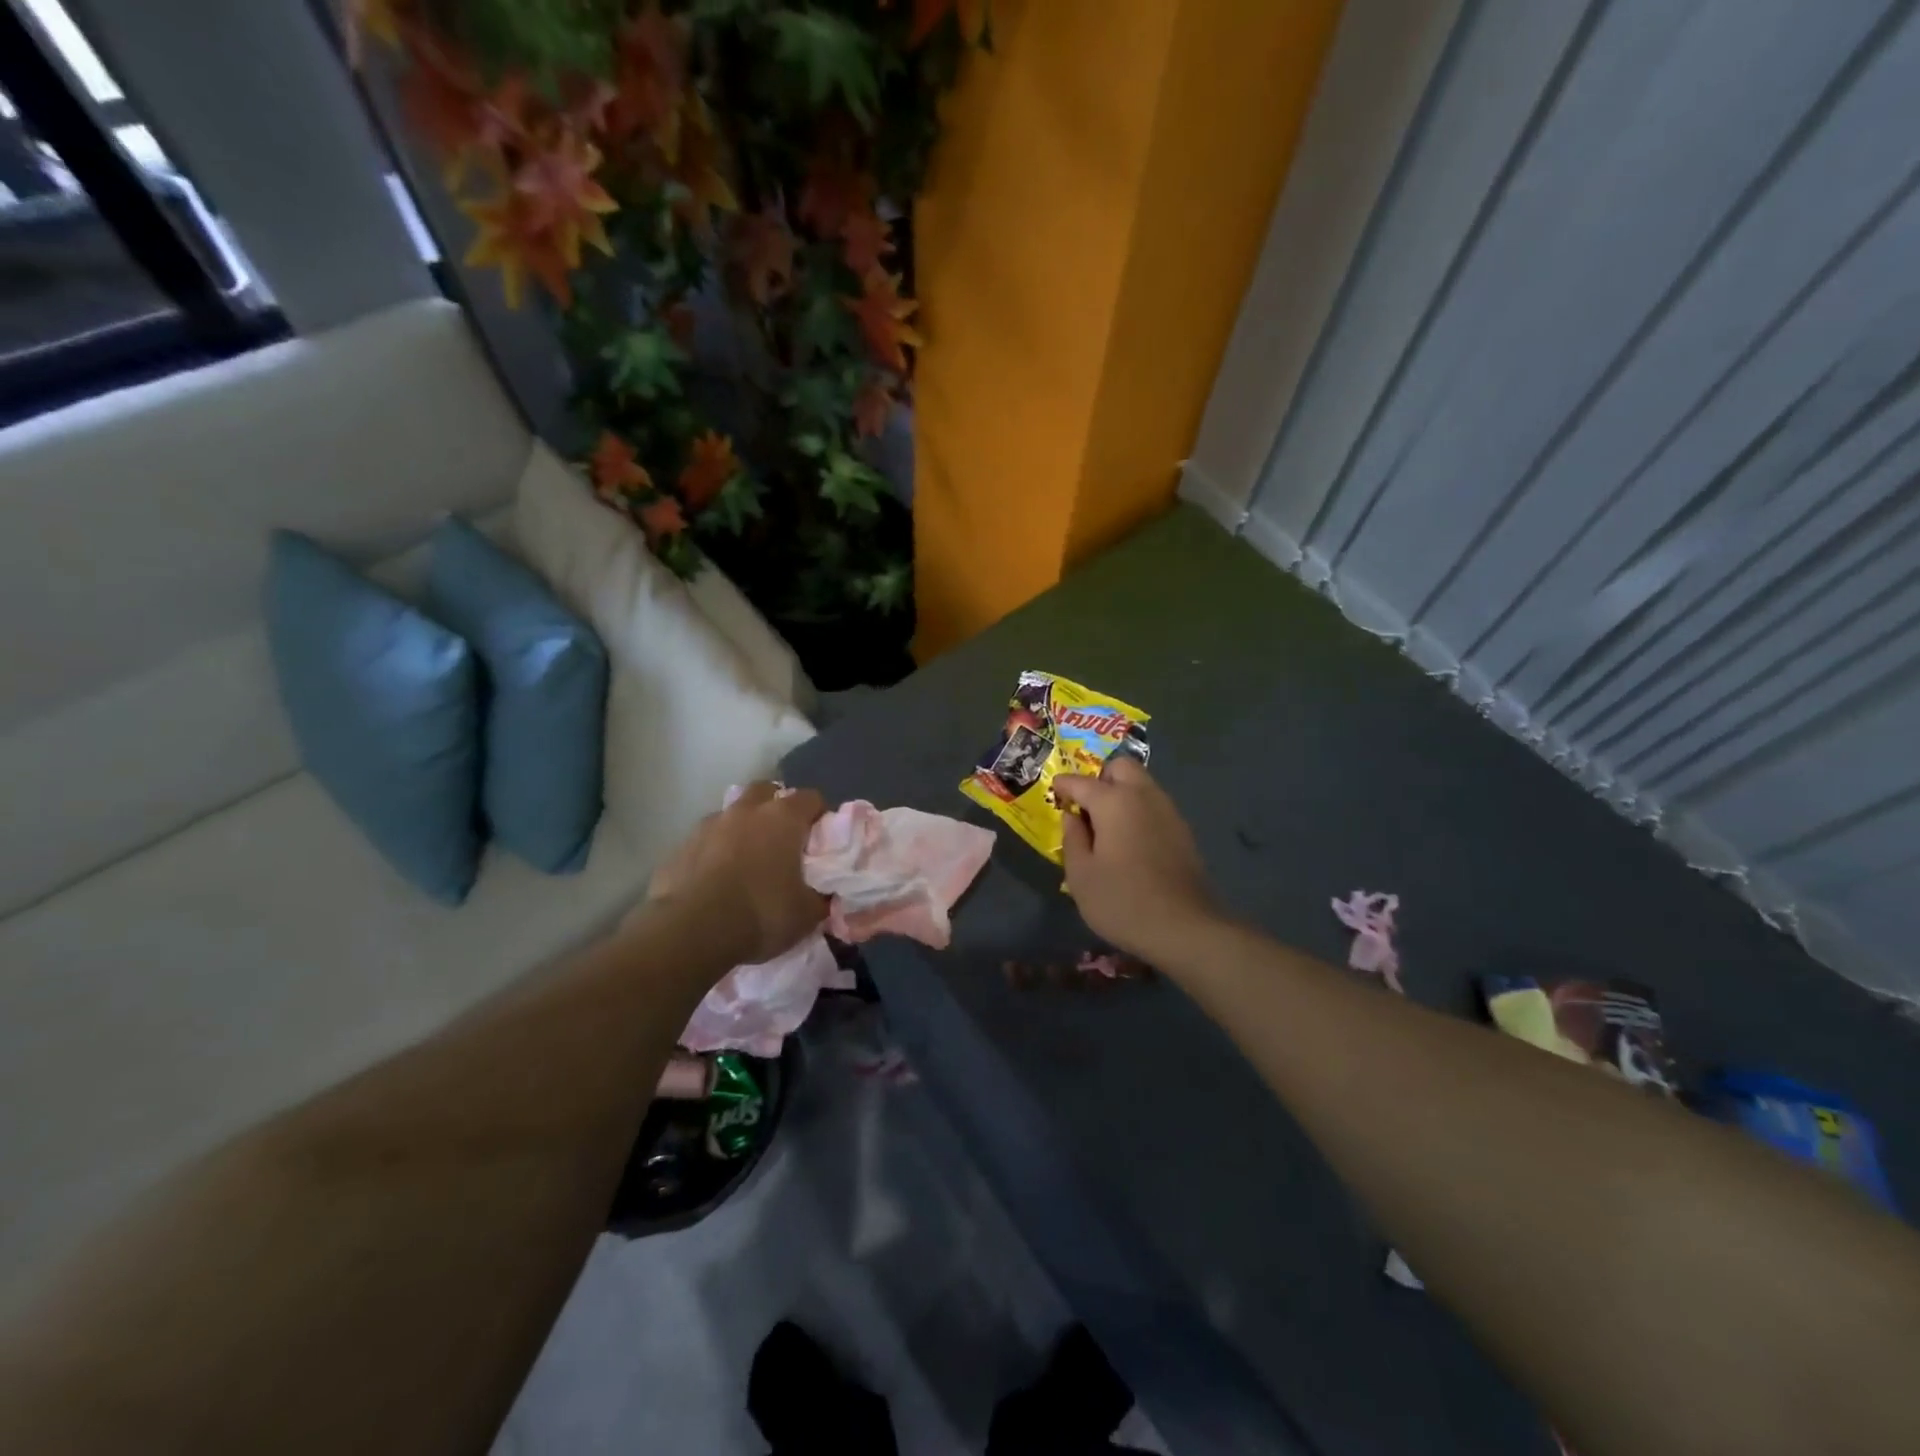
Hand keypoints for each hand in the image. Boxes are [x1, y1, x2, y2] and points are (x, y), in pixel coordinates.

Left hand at [643, 782, 829, 965]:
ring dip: (742, 827)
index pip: (810, 798)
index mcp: (783, 818)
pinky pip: (705, 840)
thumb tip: (824, 896)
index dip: (818, 815)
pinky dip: (714, 851)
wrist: (691, 931)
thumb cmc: (761, 913)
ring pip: (731, 813)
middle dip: (776, 807)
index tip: (820, 838)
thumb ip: (820, 897)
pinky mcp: (680, 846)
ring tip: (746, 859)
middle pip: (766, 791)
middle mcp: (746, 811)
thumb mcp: (806, 914)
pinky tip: (716, 878)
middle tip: (782, 838)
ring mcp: (709, 825)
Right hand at [1054, 758, 1219, 963]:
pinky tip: (1129, 840)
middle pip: (1121, 767)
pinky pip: (1154, 805)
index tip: (1054, 792)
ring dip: (1122, 792)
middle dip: (1101, 778)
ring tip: (1106, 824)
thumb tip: (1071, 816)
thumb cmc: (1122, 901)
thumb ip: (1072, 838)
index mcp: (1113, 801)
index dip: (1063, 785)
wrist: (1185, 928)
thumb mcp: (1081, 875)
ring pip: (1141, 784)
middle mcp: (1143, 795)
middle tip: (1086, 805)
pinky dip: (1138, 810)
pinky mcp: (1182, 830)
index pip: (1081, 782)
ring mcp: (1168, 811)